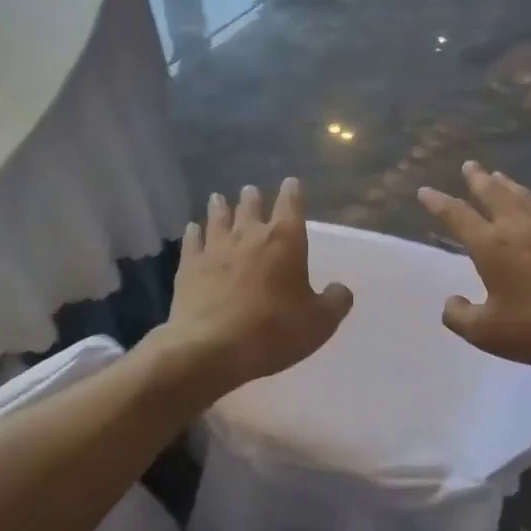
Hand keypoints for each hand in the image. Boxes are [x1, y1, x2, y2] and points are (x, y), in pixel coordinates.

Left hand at [159, 178, 352, 395]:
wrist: (212, 348)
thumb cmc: (274, 331)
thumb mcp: (320, 322)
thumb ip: (336, 301)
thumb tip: (341, 289)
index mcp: (285, 241)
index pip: (291, 206)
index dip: (292, 193)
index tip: (291, 182)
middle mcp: (249, 235)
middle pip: (250, 207)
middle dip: (252, 198)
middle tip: (249, 190)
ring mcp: (215, 249)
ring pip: (218, 219)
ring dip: (220, 208)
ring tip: (218, 199)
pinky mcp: (189, 267)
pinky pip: (192, 242)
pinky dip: (194, 233)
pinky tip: (192, 229)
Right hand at [418, 162, 530, 370]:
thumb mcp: (488, 334)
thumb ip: (461, 317)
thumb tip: (451, 301)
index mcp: (492, 246)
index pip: (458, 216)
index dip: (439, 203)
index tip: (425, 191)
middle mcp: (518, 227)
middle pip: (493, 193)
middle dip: (477, 179)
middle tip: (468, 165)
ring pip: (521, 196)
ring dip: (505, 183)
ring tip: (496, 175)